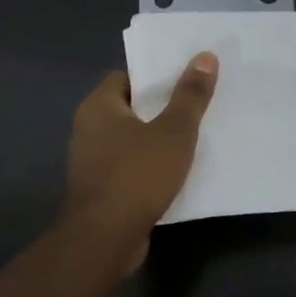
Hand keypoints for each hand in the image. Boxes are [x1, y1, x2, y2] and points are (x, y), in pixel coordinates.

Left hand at [63, 54, 218, 260]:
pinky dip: (154, 165)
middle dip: (164, 107)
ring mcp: (93, 161)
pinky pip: (133, 166)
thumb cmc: (137, 175)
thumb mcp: (174, 131)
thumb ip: (190, 95)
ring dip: (161, 139)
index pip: (129, 76)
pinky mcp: (103, 189)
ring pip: (134, 139)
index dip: (158, 76)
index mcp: (99, 106)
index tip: (188, 78)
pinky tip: (181, 170)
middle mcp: (89, 128)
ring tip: (197, 135)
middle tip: (200, 103)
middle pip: (133, 107)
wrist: (105, 239)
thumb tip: (206, 56)